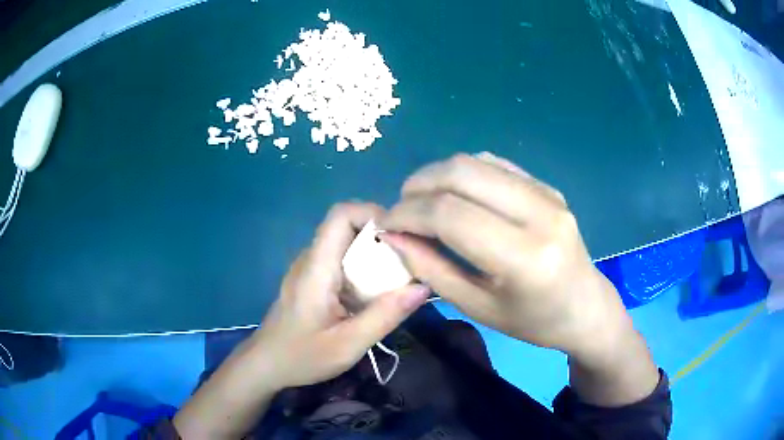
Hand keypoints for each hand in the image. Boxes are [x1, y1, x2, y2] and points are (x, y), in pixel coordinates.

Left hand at [247, 202, 430, 389]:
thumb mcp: (347, 345)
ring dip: (375, 254)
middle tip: (410, 262)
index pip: (341, 214)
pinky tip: (376, 294)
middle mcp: (312, 258)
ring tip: (400, 278)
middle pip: (348, 226)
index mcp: (317, 267)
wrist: (266, 365)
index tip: (402, 236)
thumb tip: (424, 288)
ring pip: (347, 244)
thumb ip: (384, 316)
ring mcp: (310, 268)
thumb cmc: (301, 356)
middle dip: (382, 237)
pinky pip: (342, 261)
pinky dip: (364, 269)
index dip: (373, 213)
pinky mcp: (313, 280)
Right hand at [378, 153, 658, 405]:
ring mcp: (547, 193)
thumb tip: (393, 236)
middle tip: (401, 208)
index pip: (450, 214)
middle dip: (418, 185)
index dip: (408, 213)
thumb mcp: (477, 307)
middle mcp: (540, 213)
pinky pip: (495, 164)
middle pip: (462, 172)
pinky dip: (464, 173)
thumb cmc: (533, 321)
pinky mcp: (547, 186)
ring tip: (423, 200)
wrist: (585, 306)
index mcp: (525, 257)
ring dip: (438, 174)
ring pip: (476, 161)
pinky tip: (455, 194)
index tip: (386, 224)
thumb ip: (431, 269)